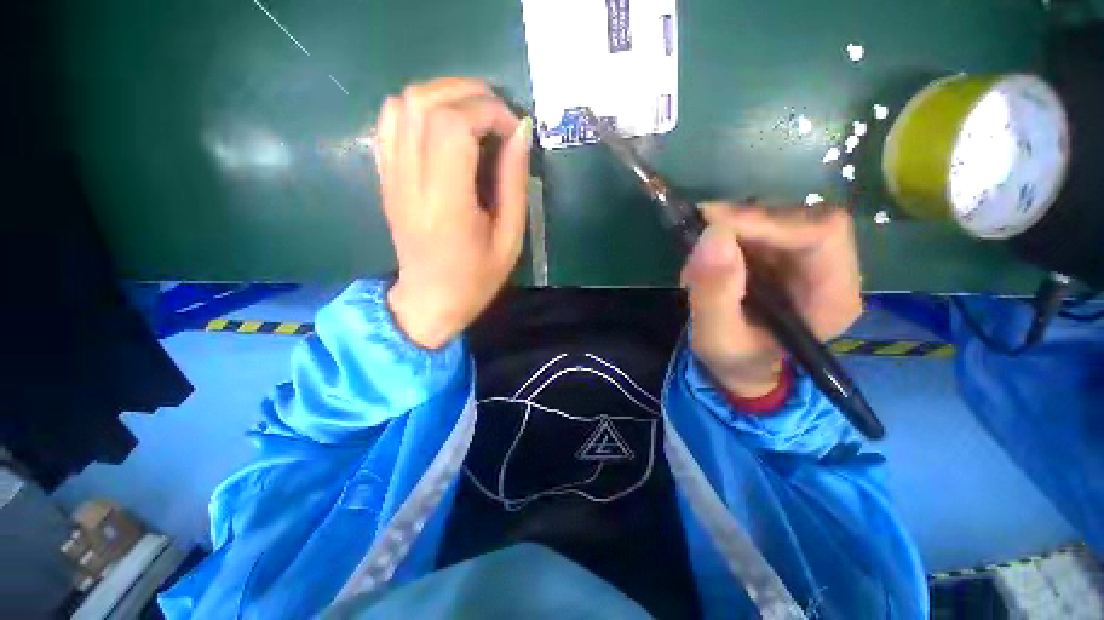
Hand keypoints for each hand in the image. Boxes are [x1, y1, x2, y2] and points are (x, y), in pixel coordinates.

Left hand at [374, 78, 531, 348]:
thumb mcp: (510, 239)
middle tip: (499, 116)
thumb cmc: (476, 279)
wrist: (429, 300)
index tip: (513, 131)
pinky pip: (389, 121)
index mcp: (446, 204)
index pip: (453, 126)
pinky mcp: (385, 177)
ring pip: (403, 103)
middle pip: (425, 103)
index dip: (488, 113)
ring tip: (475, 115)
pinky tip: (443, 126)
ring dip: (444, 95)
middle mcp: (411, 182)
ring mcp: (391, 176)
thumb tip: (521, 131)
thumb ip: (514, 184)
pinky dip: (418, 108)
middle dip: (470, 94)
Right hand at [681, 204, 862, 397]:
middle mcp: (832, 271)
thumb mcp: (716, 338)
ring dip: (732, 230)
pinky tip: (708, 262)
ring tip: (698, 263)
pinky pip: (762, 227)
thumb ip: (714, 294)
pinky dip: (729, 235)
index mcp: (833, 298)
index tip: (713, 224)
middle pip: (802, 219)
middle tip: (699, 232)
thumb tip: (713, 235)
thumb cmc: (736, 360)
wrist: (743, 365)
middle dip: (746, 223)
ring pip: (779, 218)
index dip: (769, 221)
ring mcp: (810, 259)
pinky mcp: (786, 254)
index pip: (822, 234)